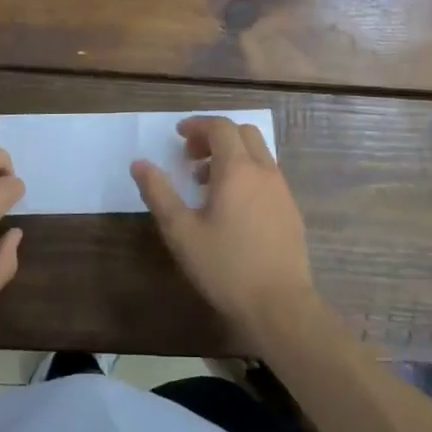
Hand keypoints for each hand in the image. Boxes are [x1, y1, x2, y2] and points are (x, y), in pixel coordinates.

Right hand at [131, 116, 314, 344]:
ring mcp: (281, 189)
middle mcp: (263, 170)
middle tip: (191, 157)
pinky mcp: (291, 210)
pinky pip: (267, 175)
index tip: (178, 136)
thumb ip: (159, 193)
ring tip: (206, 184)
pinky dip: (247, 173)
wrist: (280, 305)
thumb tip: (139, 164)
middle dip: (215, 136)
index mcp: (237, 169)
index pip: (220, 127)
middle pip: (242, 133)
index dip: (197, 125)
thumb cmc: (226, 266)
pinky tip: (232, 207)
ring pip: (258, 153)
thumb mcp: (181, 232)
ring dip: (232, 155)